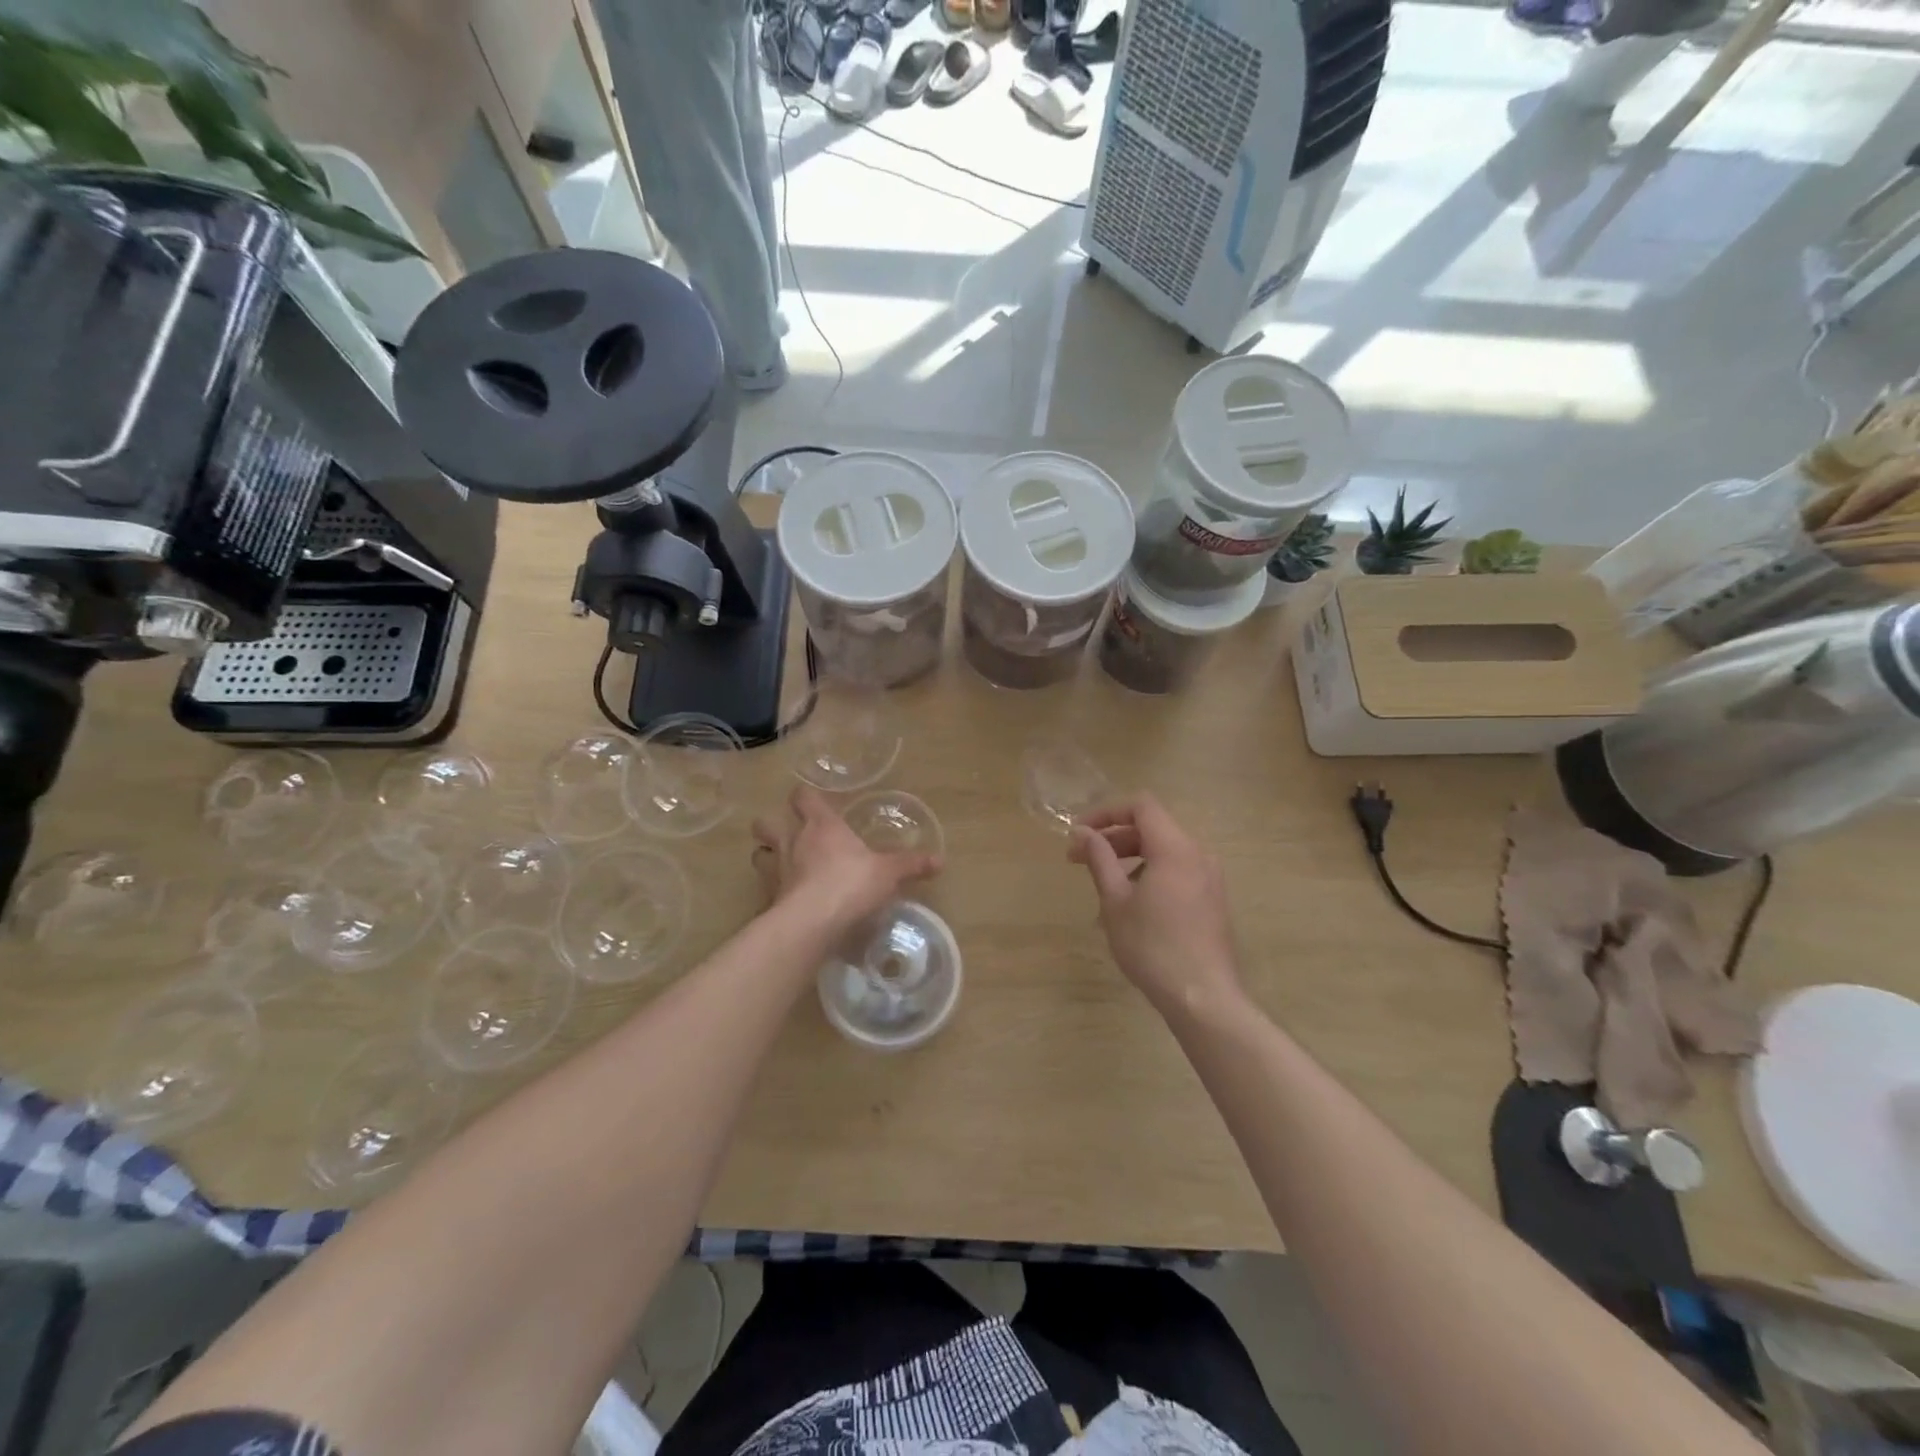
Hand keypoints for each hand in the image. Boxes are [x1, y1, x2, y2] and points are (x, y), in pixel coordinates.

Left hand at [752, 786, 939, 934]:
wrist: (812, 922)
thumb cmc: (851, 883)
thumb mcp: (888, 873)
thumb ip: (911, 864)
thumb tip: (939, 860)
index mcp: (820, 825)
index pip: (802, 797)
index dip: (804, 796)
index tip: (810, 800)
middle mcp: (792, 841)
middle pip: (765, 822)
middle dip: (772, 824)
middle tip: (788, 833)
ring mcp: (775, 870)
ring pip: (757, 853)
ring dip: (766, 856)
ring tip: (781, 864)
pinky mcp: (768, 898)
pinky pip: (765, 889)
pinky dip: (771, 892)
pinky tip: (785, 900)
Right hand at [1069, 794, 1244, 1020]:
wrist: (1202, 997)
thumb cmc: (1152, 946)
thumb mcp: (1115, 901)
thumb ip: (1099, 859)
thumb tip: (1083, 833)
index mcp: (1175, 848)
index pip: (1141, 806)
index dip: (1106, 812)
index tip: (1080, 833)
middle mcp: (1198, 854)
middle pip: (1153, 827)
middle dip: (1114, 837)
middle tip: (1080, 859)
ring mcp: (1210, 878)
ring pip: (1165, 851)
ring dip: (1130, 857)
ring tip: (1104, 885)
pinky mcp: (1213, 900)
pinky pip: (1178, 871)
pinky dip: (1151, 873)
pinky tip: (1132, 905)